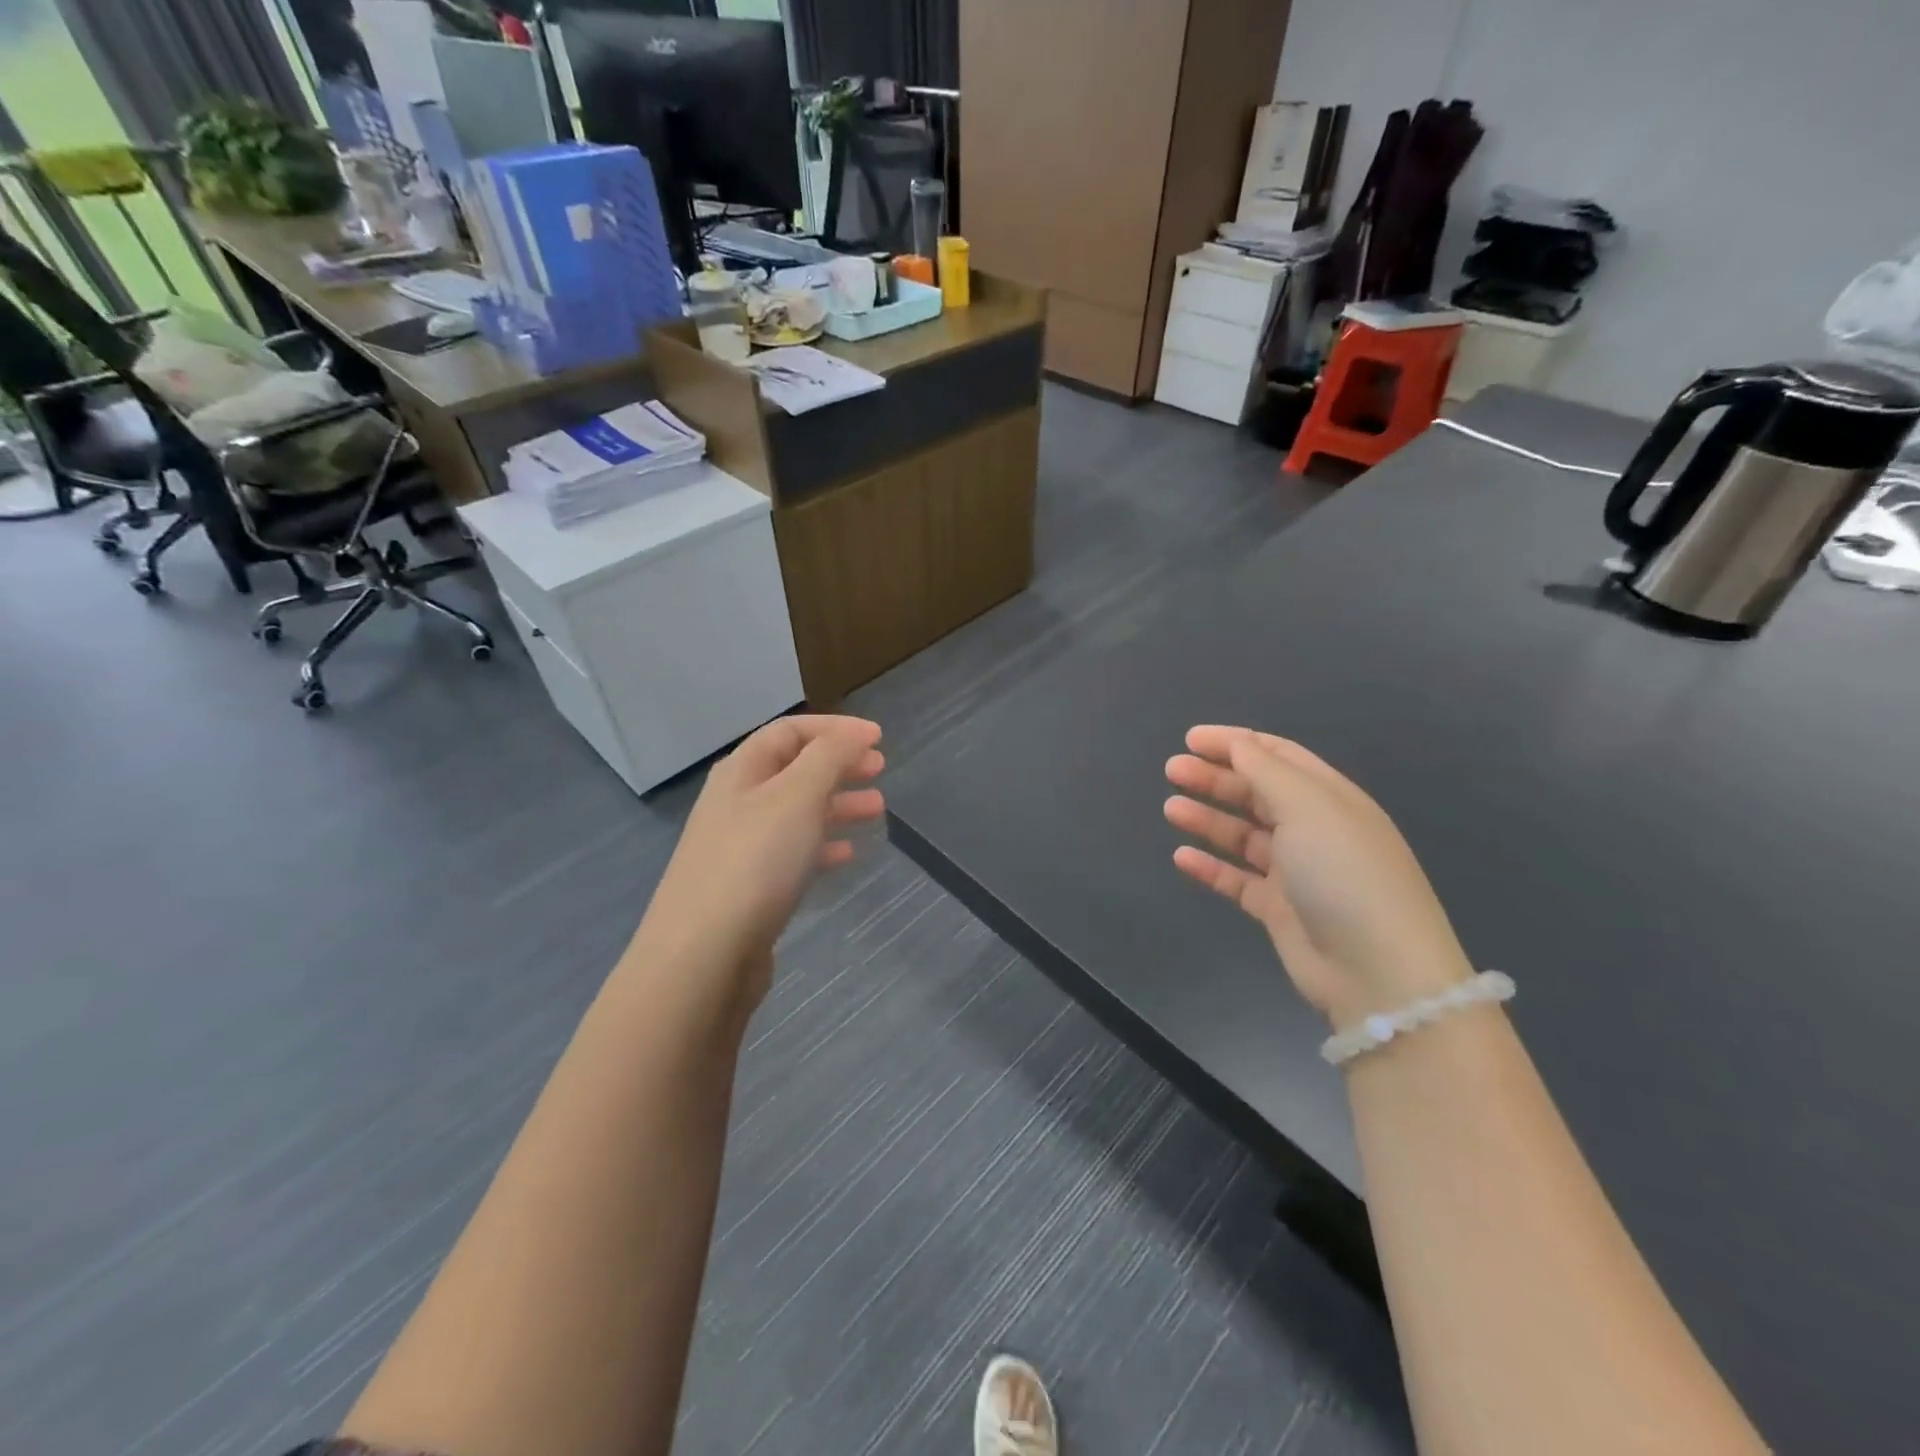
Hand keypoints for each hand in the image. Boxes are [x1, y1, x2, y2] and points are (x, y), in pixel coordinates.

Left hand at [635, 715, 884, 1018]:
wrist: (703, 955)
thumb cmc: (755, 862)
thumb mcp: (798, 795)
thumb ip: (830, 757)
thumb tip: (856, 733)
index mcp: (743, 771)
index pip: (790, 731)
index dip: (835, 729)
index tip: (878, 738)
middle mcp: (737, 803)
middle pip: (794, 770)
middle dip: (839, 765)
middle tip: (880, 771)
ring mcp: (740, 847)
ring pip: (796, 812)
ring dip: (837, 804)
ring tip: (877, 810)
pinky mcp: (749, 887)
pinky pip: (791, 853)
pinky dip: (822, 846)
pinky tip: (846, 855)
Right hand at [1164, 725, 1470, 1028]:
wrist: (1376, 971)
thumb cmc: (1344, 873)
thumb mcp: (1309, 807)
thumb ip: (1266, 771)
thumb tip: (1237, 744)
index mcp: (1330, 798)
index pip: (1278, 756)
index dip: (1235, 743)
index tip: (1190, 739)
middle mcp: (1314, 830)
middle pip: (1256, 793)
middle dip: (1215, 778)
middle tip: (1172, 770)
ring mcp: (1297, 871)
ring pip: (1243, 835)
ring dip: (1208, 818)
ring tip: (1171, 809)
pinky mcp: (1279, 909)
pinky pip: (1237, 879)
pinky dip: (1211, 866)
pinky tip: (1182, 857)